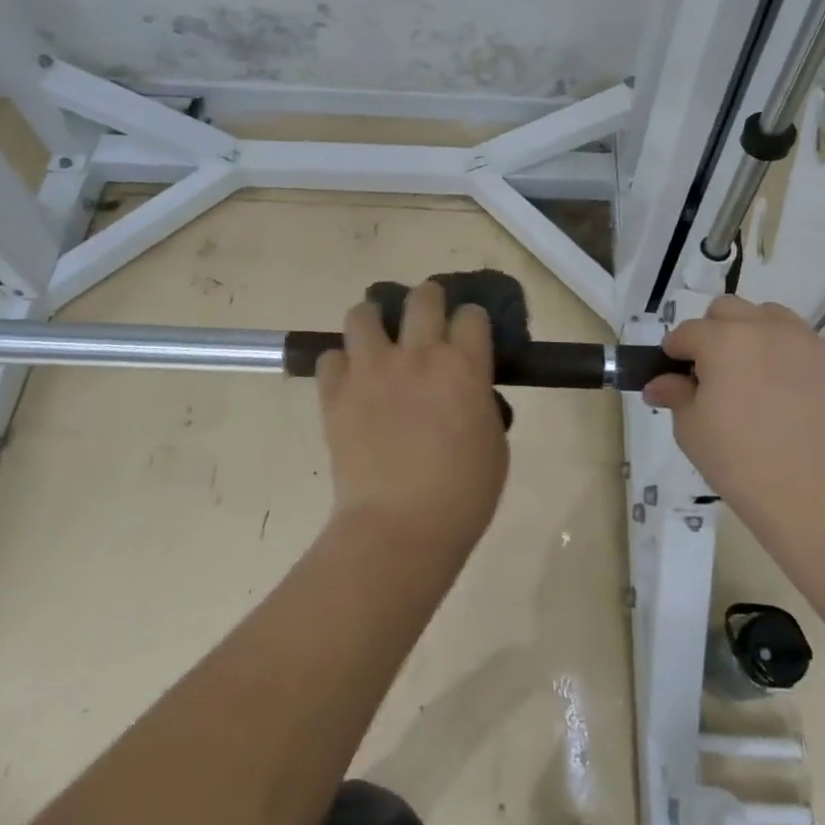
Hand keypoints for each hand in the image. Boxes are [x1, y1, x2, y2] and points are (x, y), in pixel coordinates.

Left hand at [315, 281, 509, 552]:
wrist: (400, 527)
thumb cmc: (462, 494)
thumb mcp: (494, 443)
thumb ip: (480, 403)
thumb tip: (467, 390)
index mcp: (464, 366)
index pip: (471, 315)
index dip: (471, 321)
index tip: (468, 334)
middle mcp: (418, 355)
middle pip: (423, 297)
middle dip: (428, 300)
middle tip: (425, 320)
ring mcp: (372, 370)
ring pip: (364, 314)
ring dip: (374, 320)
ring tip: (378, 340)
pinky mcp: (335, 392)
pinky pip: (330, 357)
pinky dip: (341, 364)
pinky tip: (351, 381)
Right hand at [643, 296, 824, 516]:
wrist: (814, 494)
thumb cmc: (738, 461)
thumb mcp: (691, 429)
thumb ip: (675, 394)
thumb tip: (659, 384)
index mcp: (723, 340)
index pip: (687, 331)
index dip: (676, 351)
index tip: (676, 374)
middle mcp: (767, 329)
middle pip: (730, 309)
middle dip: (715, 331)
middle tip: (716, 370)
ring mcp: (810, 343)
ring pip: (774, 318)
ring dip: (758, 336)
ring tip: (759, 376)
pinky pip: (811, 349)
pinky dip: (796, 362)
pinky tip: (796, 398)